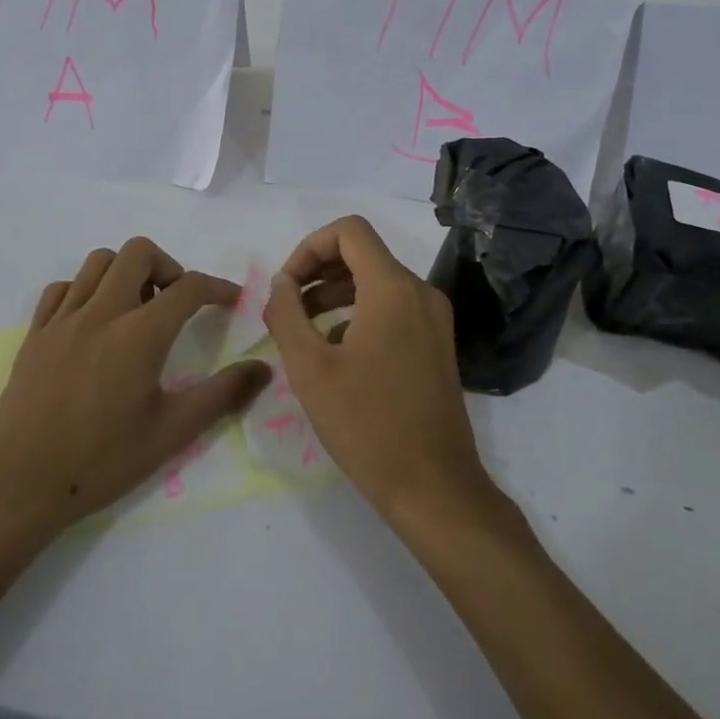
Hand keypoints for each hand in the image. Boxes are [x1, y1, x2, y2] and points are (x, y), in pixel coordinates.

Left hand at [0, 237, 271, 534]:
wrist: (20, 484)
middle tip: (176, 302)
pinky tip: (92, 322)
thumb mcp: (172, 432)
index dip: (217, 287)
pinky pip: (62, 288)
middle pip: (139, 253)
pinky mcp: (35, 333)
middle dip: (168, 266)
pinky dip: (85, 290)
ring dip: (126, 272)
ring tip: (136, 308)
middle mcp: (102, 312)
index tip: (231, 300)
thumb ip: (221, 395)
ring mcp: (63, 319)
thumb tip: (263, 369)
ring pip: (98, 261)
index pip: (188, 287)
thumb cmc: (102, 460)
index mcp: (140, 334)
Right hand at [262, 215, 494, 526]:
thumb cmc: (366, 425)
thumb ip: (287, 313)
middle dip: (318, 271)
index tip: (286, 285)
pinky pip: (394, 307)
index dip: (309, 246)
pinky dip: (360, 313)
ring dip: (336, 293)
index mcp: (392, 288)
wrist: (433, 487)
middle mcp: (420, 292)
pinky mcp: (437, 343)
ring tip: (304, 329)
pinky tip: (337, 352)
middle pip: (363, 253)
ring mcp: (434, 318)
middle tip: (288, 306)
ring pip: (378, 281)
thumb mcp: (310, 367)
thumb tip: (281, 282)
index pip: (349, 231)